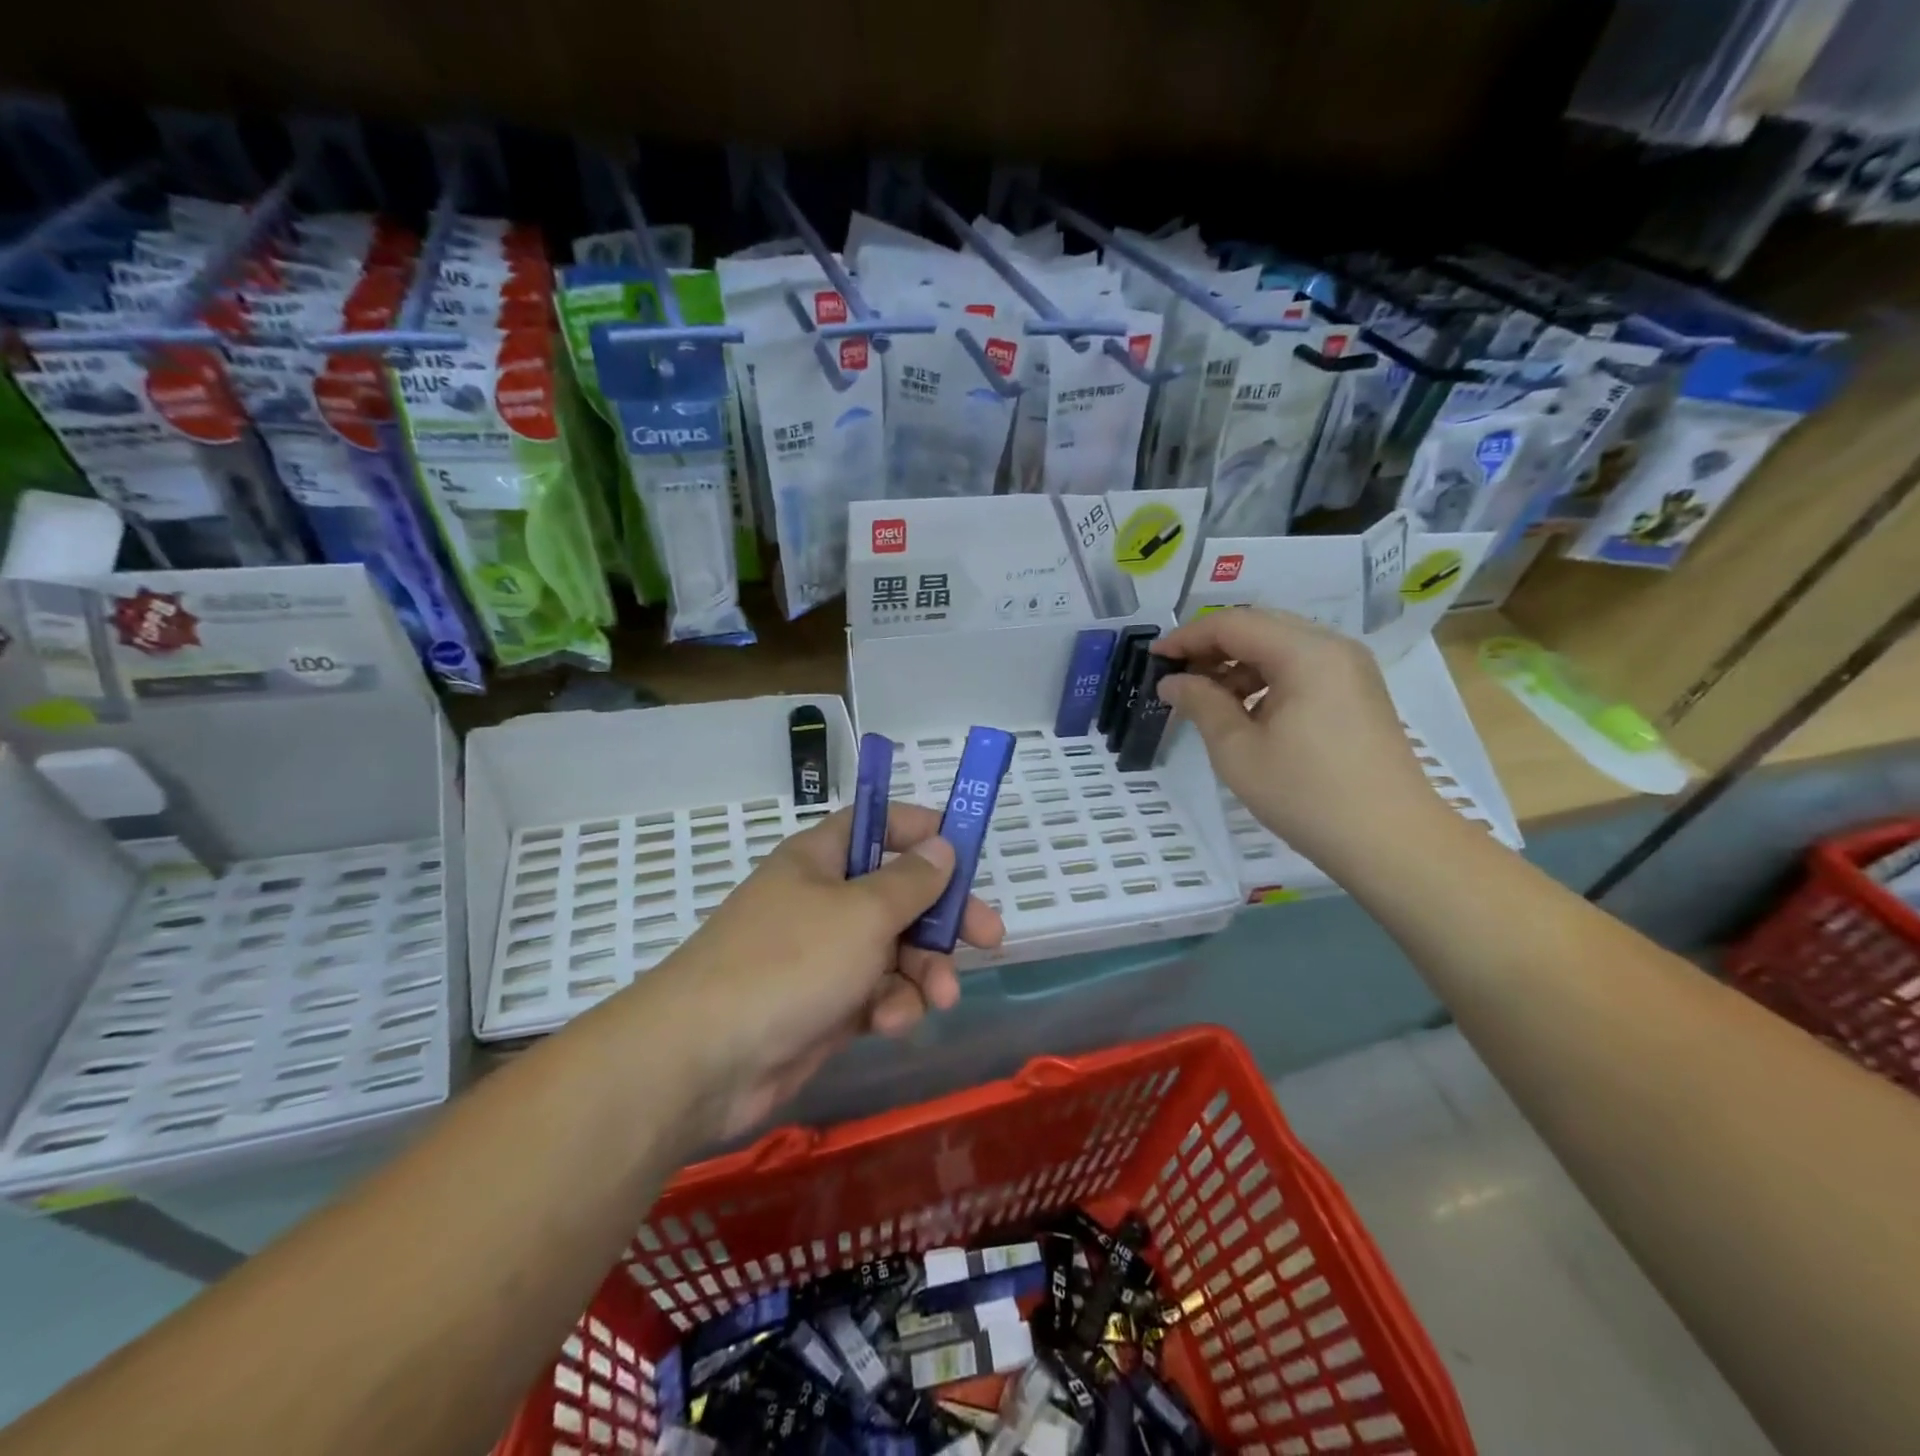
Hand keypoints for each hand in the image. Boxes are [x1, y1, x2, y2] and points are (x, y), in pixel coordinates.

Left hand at [637, 802, 1003, 1138]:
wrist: (704, 1060)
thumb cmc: (789, 962)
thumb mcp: (863, 913)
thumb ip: (910, 881)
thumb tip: (941, 846)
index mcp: (821, 859)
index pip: (876, 825)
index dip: (921, 830)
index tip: (965, 850)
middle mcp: (822, 900)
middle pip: (898, 894)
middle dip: (942, 919)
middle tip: (989, 938)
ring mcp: (821, 955)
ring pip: (894, 950)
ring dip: (922, 972)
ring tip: (938, 998)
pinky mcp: (823, 1006)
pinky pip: (874, 992)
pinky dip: (889, 1005)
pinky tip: (888, 1023)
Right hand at [1154, 608, 1444, 867]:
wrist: (1391, 841)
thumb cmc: (1306, 794)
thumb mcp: (1238, 751)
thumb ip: (1201, 704)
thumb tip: (1172, 681)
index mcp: (1306, 653)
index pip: (1234, 624)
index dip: (1187, 637)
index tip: (1153, 659)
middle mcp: (1333, 647)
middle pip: (1260, 627)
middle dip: (1212, 648)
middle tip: (1176, 677)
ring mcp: (1351, 669)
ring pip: (1281, 647)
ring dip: (1238, 665)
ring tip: (1207, 700)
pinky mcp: (1358, 693)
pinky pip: (1302, 668)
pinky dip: (1266, 680)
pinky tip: (1246, 712)